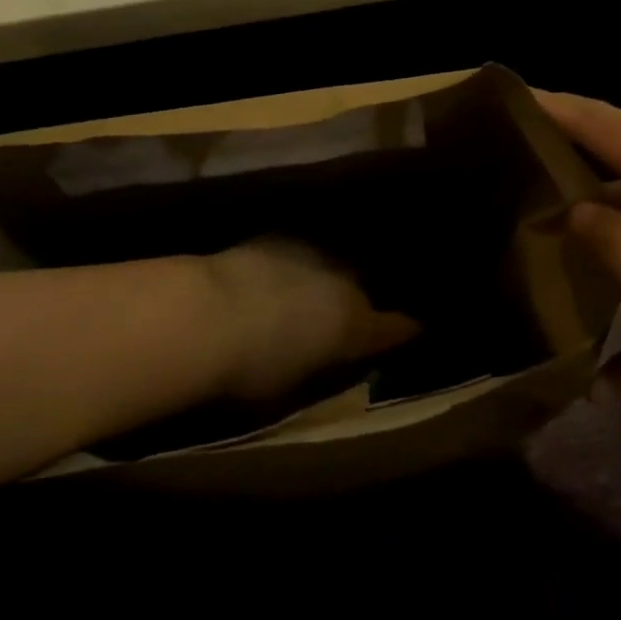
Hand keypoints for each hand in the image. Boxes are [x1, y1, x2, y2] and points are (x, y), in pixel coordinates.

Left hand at [203, 239, 419, 401]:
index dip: (402, 329)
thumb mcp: (298, 383)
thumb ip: (326, 367)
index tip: (414, 329)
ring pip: (331, 262)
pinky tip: (282, 273)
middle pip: (360, 287)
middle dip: (360, 298)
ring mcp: (310, 251)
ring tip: (315, 289)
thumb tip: (336, 358)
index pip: (393, 327)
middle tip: (349, 314)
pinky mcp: (276, 236)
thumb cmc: (253, 368)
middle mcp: (342, 279)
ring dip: (326, 276)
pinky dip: (297, 263)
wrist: (206, 312)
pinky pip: (300, 250)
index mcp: (355, 324)